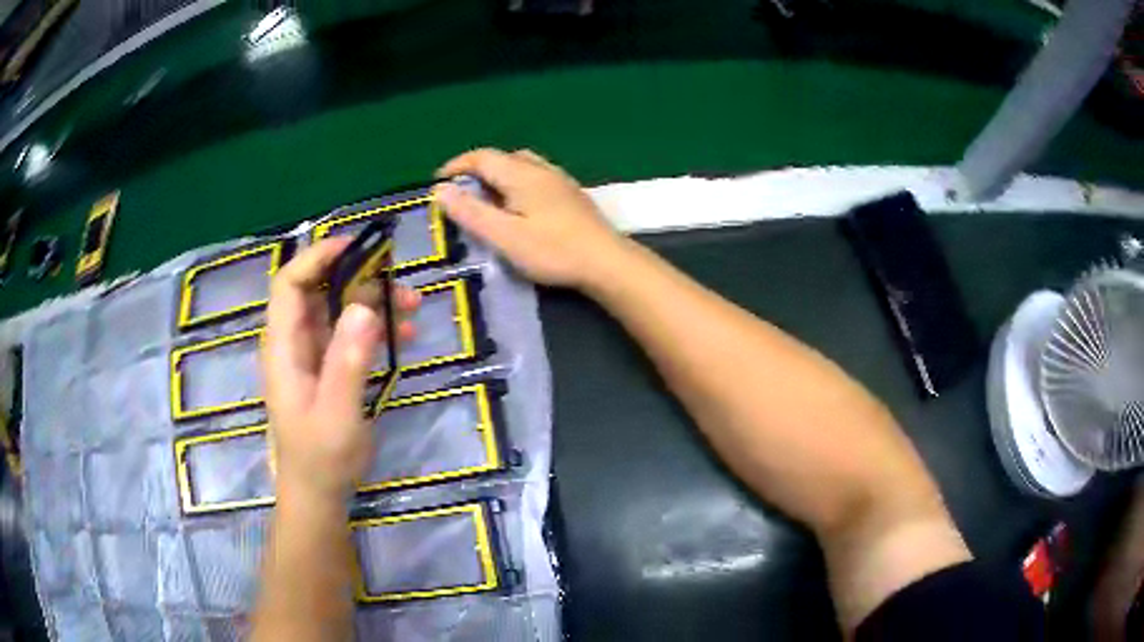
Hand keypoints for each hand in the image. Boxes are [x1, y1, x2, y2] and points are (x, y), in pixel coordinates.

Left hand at [262, 238, 418, 501]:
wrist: (318, 493)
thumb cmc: (322, 458)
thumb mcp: (337, 414)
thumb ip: (347, 362)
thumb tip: (364, 306)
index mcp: (283, 348)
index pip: (289, 284)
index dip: (317, 257)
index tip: (358, 247)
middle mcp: (293, 343)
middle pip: (317, 290)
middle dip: (357, 278)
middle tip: (399, 282)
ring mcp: (310, 355)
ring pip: (337, 310)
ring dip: (372, 302)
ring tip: (413, 307)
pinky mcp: (327, 368)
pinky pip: (349, 334)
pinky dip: (375, 327)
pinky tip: (405, 334)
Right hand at [435, 148, 629, 289]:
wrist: (607, 262)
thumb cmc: (553, 250)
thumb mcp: (504, 235)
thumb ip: (471, 212)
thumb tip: (440, 189)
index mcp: (521, 174)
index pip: (481, 157)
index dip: (456, 166)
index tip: (437, 184)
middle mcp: (540, 168)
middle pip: (502, 158)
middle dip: (476, 171)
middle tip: (461, 195)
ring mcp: (559, 180)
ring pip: (521, 165)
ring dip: (498, 176)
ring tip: (487, 201)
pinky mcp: (571, 194)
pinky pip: (535, 177)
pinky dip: (516, 184)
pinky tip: (519, 208)